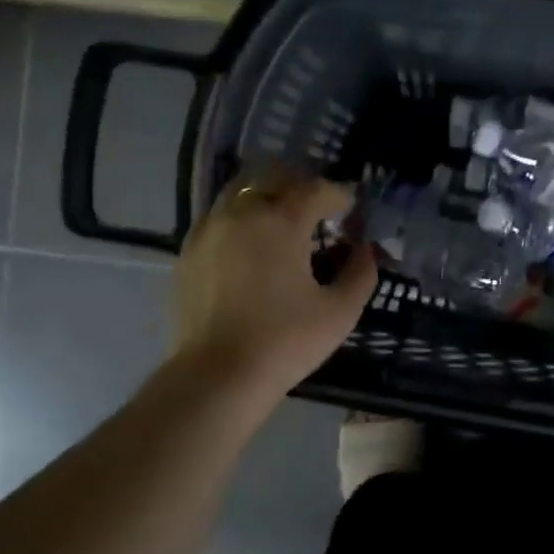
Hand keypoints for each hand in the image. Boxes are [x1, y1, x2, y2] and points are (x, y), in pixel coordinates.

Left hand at [171, 168, 377, 405]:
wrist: (217, 376)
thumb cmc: (286, 341)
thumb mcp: (340, 312)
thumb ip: (360, 273)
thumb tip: (365, 250)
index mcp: (280, 221)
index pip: (317, 190)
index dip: (340, 195)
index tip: (352, 209)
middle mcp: (241, 212)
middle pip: (274, 177)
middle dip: (301, 187)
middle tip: (319, 212)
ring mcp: (208, 230)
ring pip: (241, 192)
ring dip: (267, 199)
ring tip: (284, 227)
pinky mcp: (188, 252)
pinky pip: (219, 218)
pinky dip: (241, 221)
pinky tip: (252, 250)